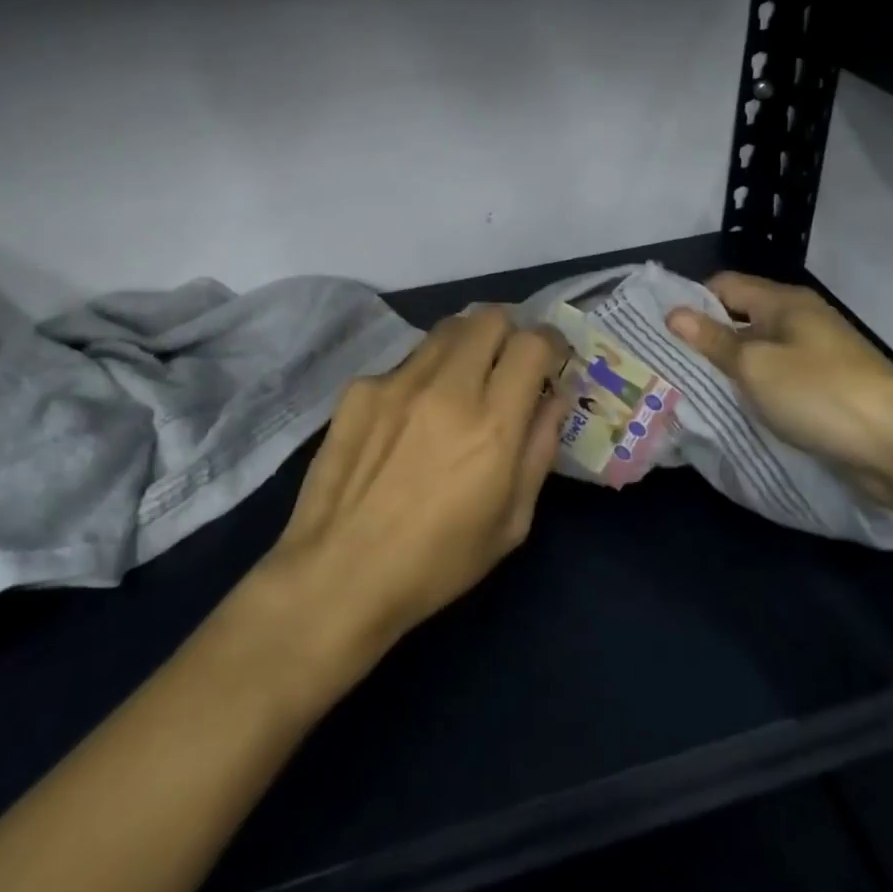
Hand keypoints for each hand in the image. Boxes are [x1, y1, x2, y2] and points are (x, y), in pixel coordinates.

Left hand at [259, 307, 569, 660]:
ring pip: (446, 329)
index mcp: (492, 425)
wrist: (338, 574)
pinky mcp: (360, 388)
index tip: (550, 358)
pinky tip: (408, 418)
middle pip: (489, 317)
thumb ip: (539, 449)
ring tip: (461, 382)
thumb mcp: (512, 522)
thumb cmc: (437, 563)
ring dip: (466, 345)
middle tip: (506, 364)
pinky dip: (422, 376)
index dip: (549, 342)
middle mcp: (447, 388)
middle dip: (508, 333)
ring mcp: (398, 382)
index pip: (532, 344)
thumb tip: (554, 397)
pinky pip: (405, 363)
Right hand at [665, 270, 892, 511]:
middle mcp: (800, 319)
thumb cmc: (819, 394)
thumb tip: (673, 313)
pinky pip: (780, 377)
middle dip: (708, 338)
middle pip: (741, 317)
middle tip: (670, 364)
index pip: (724, 285)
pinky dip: (758, 388)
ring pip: (760, 350)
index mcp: (783, 302)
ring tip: (694, 388)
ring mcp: (818, 354)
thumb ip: (713, 340)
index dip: (692, 303)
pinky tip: (738, 409)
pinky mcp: (829, 387)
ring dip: (732, 367)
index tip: (662, 332)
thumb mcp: (755, 366)